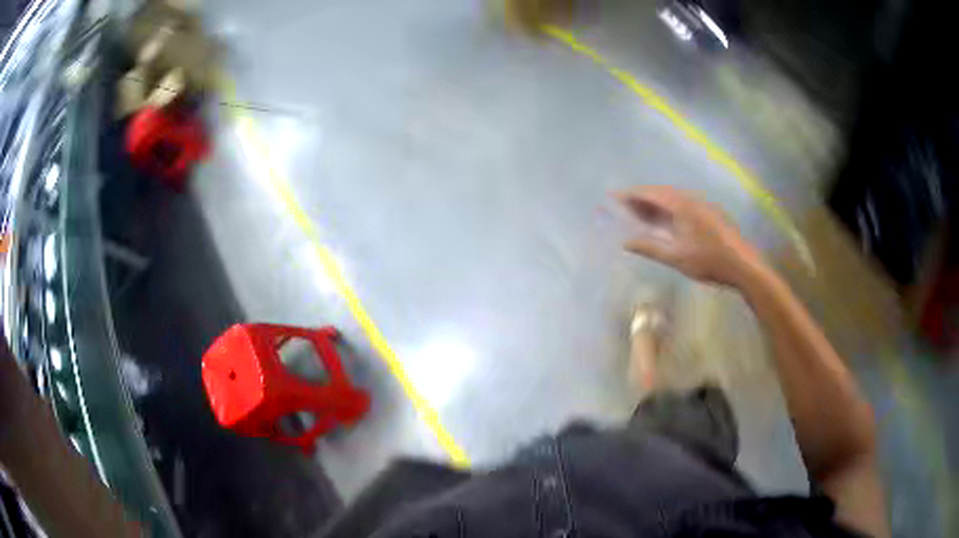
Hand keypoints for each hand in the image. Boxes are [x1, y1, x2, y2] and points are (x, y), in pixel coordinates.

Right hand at [614, 186, 759, 285]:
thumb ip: (650, 248)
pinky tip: (665, 220)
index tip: (613, 196)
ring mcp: (701, 205)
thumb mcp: (676, 257)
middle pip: (660, 192)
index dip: (630, 194)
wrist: (743, 264)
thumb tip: (625, 242)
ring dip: (655, 203)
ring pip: (672, 197)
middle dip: (641, 197)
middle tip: (624, 206)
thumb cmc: (709, 261)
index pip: (650, 194)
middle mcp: (690, 199)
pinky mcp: (708, 212)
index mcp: (681, 206)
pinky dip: (667, 208)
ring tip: (640, 213)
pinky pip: (681, 203)